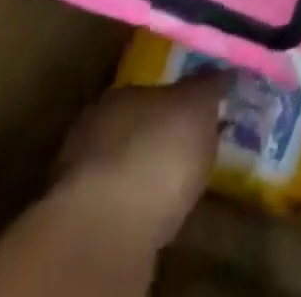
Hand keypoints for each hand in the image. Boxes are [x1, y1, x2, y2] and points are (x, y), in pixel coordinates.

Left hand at [0, 73, 228, 296]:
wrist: (106, 231)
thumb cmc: (157, 151)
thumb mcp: (198, 106)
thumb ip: (210, 86)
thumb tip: (224, 69)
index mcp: (120, 93)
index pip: (151, 90)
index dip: (175, 101)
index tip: (197, 112)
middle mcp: (92, 129)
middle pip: (132, 126)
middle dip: (156, 135)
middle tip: (187, 146)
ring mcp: (78, 178)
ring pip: (119, 166)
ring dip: (141, 173)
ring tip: (173, 185)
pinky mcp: (76, 225)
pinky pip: (113, 206)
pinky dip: (131, 208)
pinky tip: (152, 215)